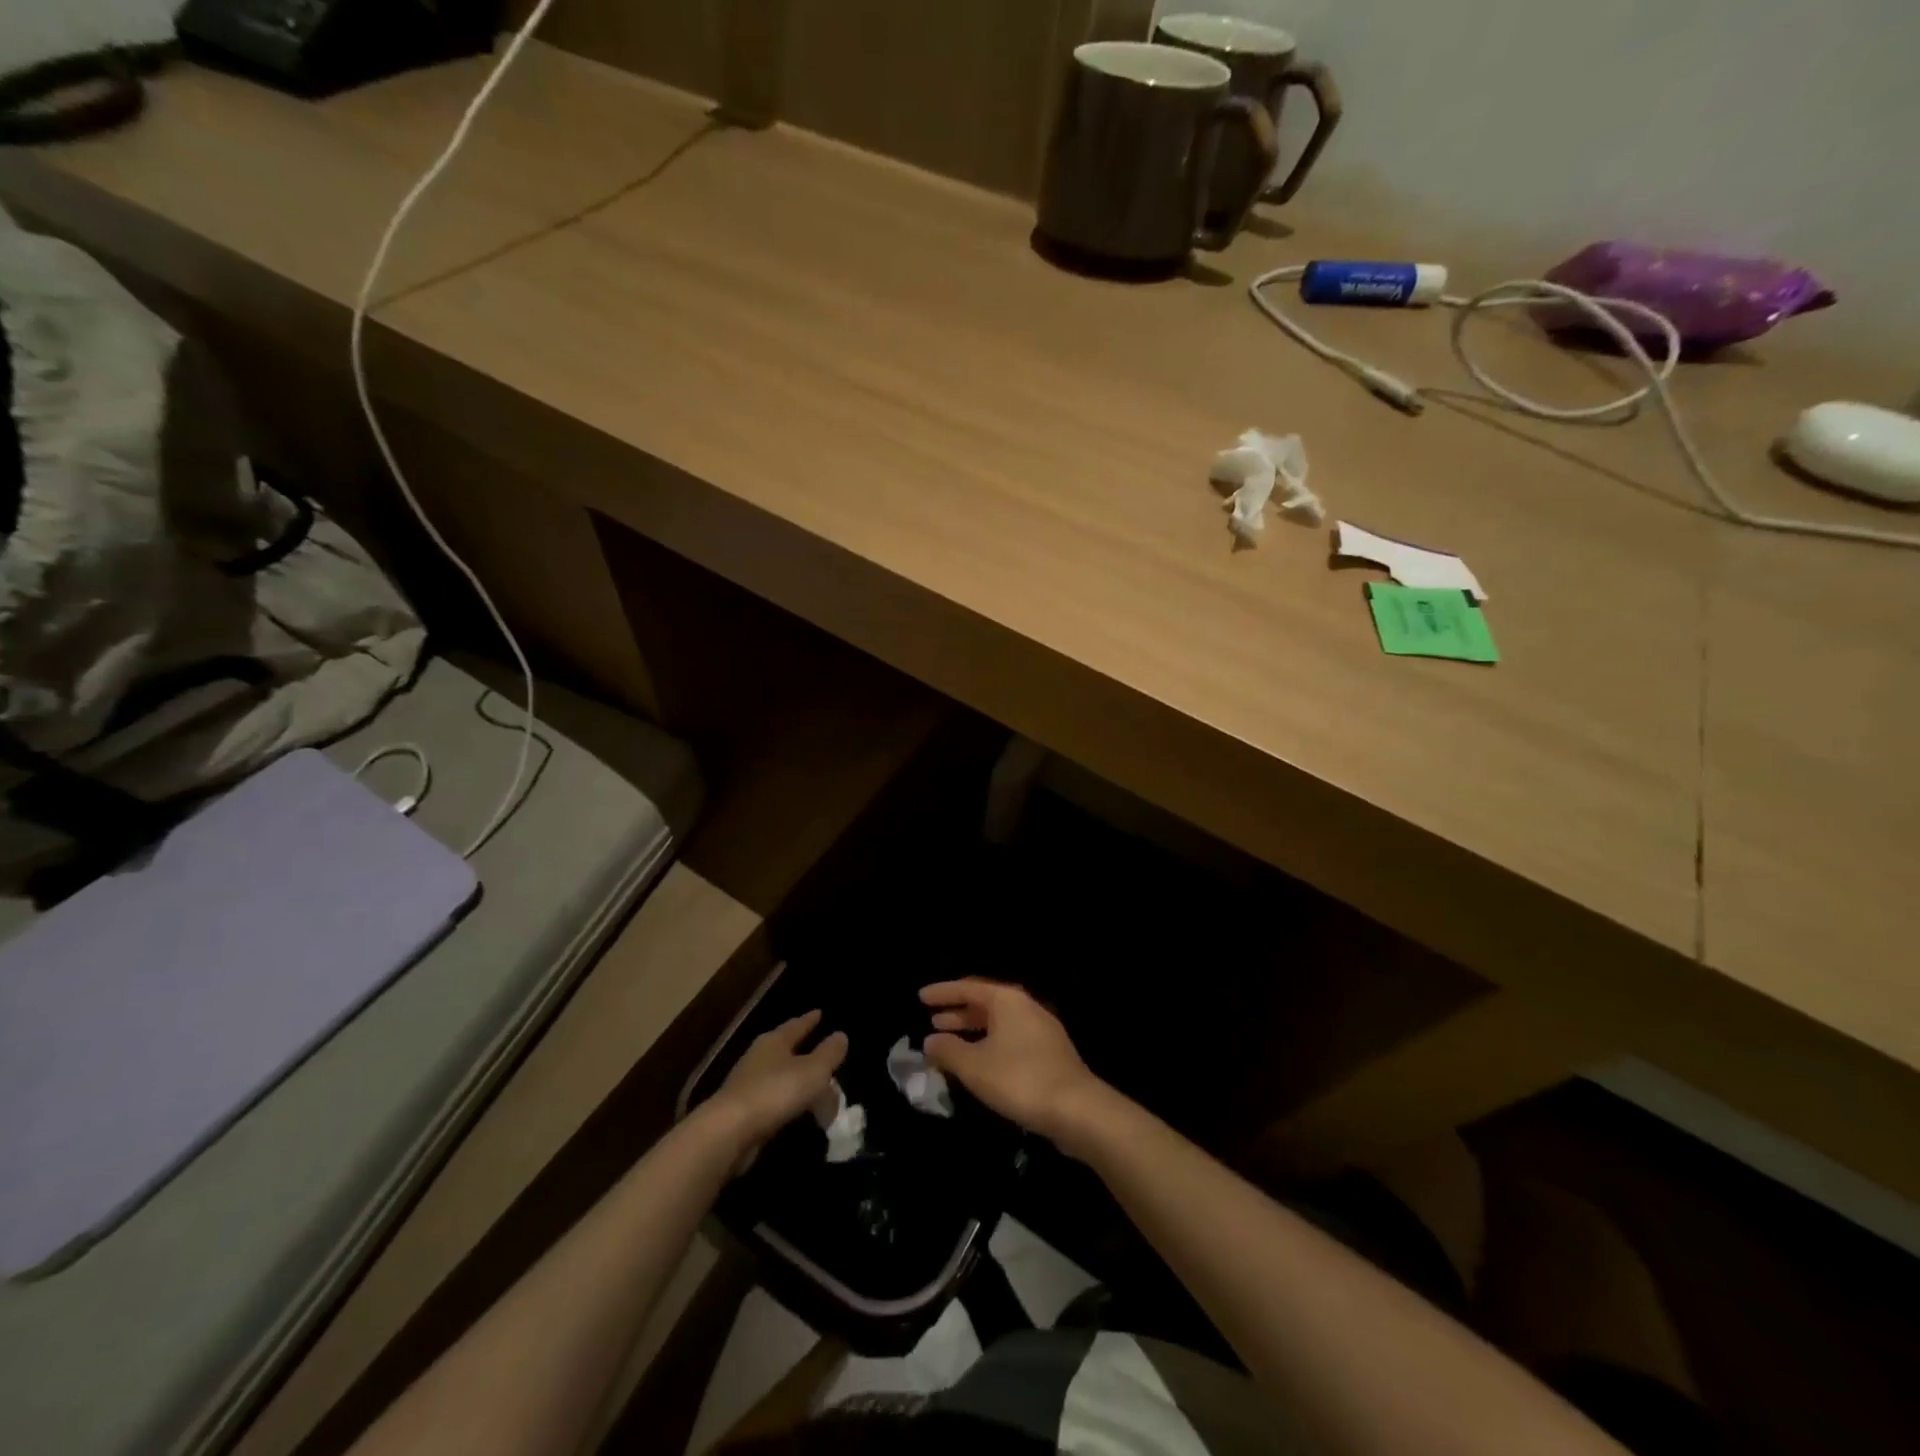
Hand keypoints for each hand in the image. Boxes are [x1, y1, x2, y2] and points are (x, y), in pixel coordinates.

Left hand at [711, 1011, 847, 1153]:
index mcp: (774, 1041)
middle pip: (786, 1050)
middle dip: (805, 1052)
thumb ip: (829, 1053)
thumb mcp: (813, 1071)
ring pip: (780, 1077)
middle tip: (825, 1056)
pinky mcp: (743, 1113)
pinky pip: (774, 1102)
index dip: (810, 1020)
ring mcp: (748, 1086)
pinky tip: (799, 1113)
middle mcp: (759, 1058)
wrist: (728, 1133)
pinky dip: (789, 1104)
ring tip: (817, 1089)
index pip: (796, 1025)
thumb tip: (841, 1035)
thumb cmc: (775, 1092)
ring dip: (798, 1082)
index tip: (820, 1013)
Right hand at [921, 980, 1109, 1146]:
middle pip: (985, 1003)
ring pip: (998, 1023)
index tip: (920, 997)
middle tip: (932, 1020)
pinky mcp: (1049, 1054)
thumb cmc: (1020, 1078)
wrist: (1077, 1109)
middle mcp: (1025, 1007)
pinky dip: (988, 1044)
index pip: (968, 987)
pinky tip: (978, 1063)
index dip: (943, 992)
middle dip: (957, 1012)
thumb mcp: (975, 1066)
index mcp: (1007, 1000)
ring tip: (948, 1042)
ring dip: (972, 1031)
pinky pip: (1009, 1039)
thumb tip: (930, 1040)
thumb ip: (948, 1050)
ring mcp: (1040, 1030)